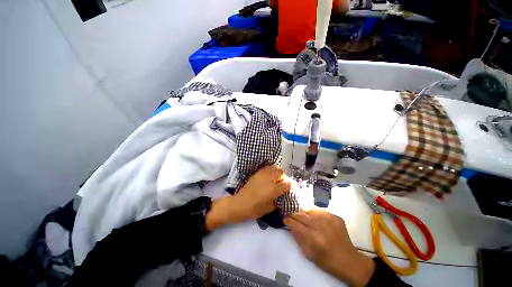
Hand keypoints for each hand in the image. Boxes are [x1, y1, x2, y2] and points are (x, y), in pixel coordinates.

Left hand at [206, 165, 290, 230]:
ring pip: (274, 167)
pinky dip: (269, 170)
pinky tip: (268, 176)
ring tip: (274, 178)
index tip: (286, 189)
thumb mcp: (269, 209)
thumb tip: (282, 196)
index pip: (287, 183)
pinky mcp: (257, 173)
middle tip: (280, 182)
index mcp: (274, 189)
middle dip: (283, 177)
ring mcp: (263, 174)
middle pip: (281, 172)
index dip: (288, 186)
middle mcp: (270, 179)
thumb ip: (278, 202)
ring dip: (276, 172)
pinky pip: (266, 168)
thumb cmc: (255, 209)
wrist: (240, 204)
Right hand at [284, 210, 374, 286]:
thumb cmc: (327, 261)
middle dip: (294, 214)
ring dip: (304, 213)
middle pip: (303, 215)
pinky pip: (320, 211)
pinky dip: (314, 213)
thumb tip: (290, 225)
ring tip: (301, 216)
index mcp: (315, 239)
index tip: (284, 219)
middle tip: (290, 215)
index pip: (297, 225)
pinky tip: (313, 218)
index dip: (289, 221)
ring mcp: (330, 220)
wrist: (349, 260)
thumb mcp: (309, 254)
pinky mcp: (336, 217)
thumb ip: (298, 238)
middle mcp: (322, 227)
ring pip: (310, 210)